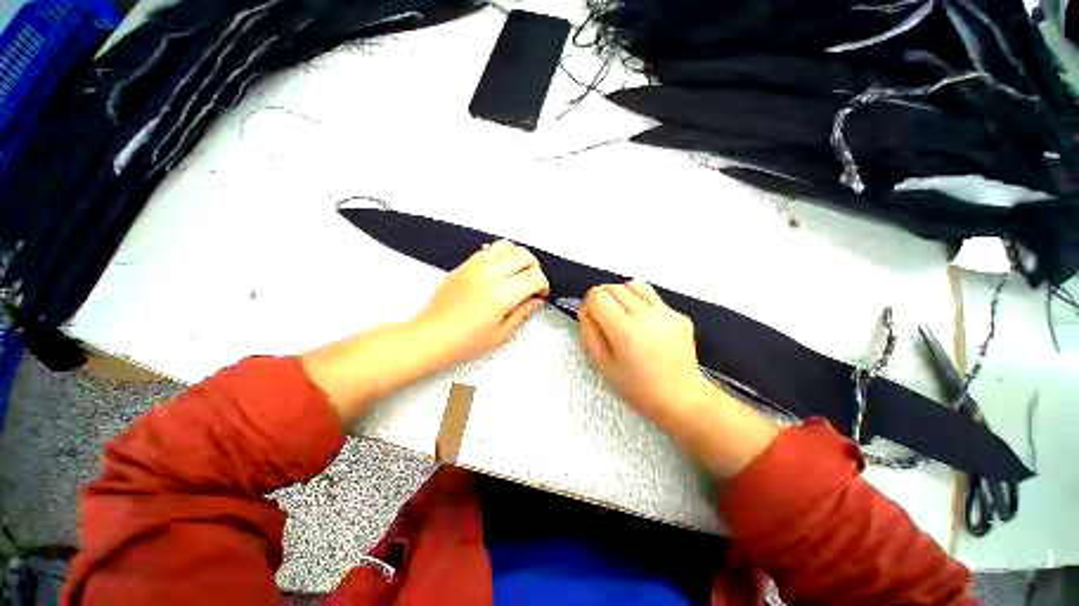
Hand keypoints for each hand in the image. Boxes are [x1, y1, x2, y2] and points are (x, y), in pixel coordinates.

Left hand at [413, 240, 549, 367]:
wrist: (431, 336)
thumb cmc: (462, 341)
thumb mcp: (501, 334)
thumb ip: (522, 313)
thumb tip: (535, 301)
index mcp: (503, 293)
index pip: (535, 276)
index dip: (543, 285)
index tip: (540, 294)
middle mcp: (491, 273)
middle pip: (524, 256)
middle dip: (535, 268)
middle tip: (533, 283)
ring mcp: (476, 265)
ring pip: (507, 246)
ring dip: (518, 257)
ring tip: (518, 273)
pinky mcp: (465, 264)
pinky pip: (489, 249)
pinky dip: (501, 254)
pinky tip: (500, 270)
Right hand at [578, 280, 711, 428]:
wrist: (681, 398)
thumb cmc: (637, 388)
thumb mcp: (603, 365)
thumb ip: (589, 333)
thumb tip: (586, 309)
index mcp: (626, 332)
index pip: (598, 297)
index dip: (589, 303)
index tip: (591, 316)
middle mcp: (647, 316)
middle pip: (614, 288)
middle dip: (603, 298)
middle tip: (604, 317)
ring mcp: (667, 313)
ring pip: (633, 285)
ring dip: (621, 295)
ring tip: (622, 313)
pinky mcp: (679, 314)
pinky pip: (651, 296)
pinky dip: (640, 302)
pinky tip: (643, 323)